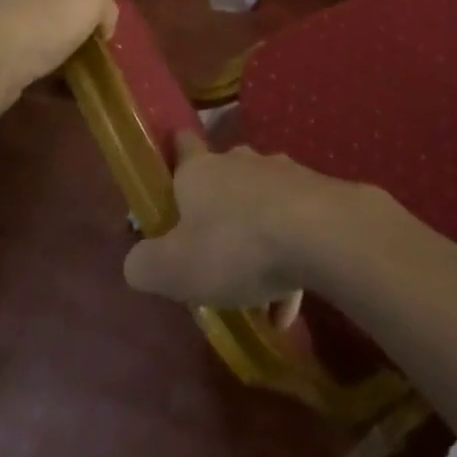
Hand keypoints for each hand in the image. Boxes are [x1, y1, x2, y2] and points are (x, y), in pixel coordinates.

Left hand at [0, 0, 116, 117]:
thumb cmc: (37, 16)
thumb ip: (102, 5)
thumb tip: (103, 22)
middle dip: (44, 0)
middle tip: (75, 18)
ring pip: (16, 23)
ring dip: (38, 37)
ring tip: (71, 55)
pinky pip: (10, 58)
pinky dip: (30, 68)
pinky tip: (56, 83)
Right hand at [123, 132, 366, 310]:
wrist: (318, 233)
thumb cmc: (234, 245)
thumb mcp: (173, 268)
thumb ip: (145, 265)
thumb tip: (137, 261)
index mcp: (200, 172)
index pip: (184, 146)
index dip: (177, 152)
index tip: (174, 162)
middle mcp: (240, 164)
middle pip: (224, 180)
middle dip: (218, 211)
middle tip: (211, 253)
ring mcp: (281, 176)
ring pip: (260, 209)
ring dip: (255, 246)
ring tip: (256, 299)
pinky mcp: (315, 196)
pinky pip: (292, 231)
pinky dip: (287, 266)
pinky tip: (288, 309)